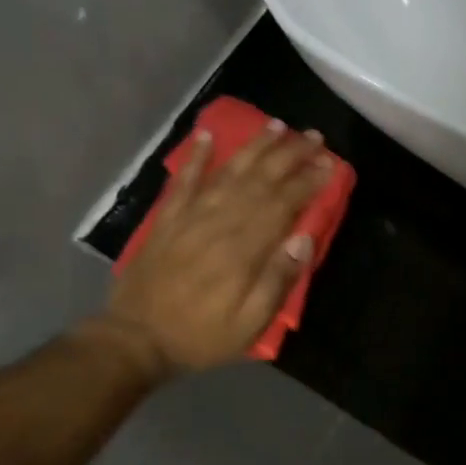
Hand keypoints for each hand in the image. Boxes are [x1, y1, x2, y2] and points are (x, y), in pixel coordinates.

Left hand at [92, 120, 332, 377]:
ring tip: (276, 125)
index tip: (329, 163)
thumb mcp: (249, 324)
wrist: (135, 339)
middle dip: (290, 155)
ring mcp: (190, 217)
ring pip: (228, 172)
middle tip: (313, 135)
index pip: (283, 204)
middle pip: (260, 180)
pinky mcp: (167, 220)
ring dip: (254, 147)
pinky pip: (184, 181)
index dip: (308, 181)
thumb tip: (304, 238)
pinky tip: (208, 136)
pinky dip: (197, 157)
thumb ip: (277, 281)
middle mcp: (219, 223)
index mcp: (244, 250)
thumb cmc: (201, 336)